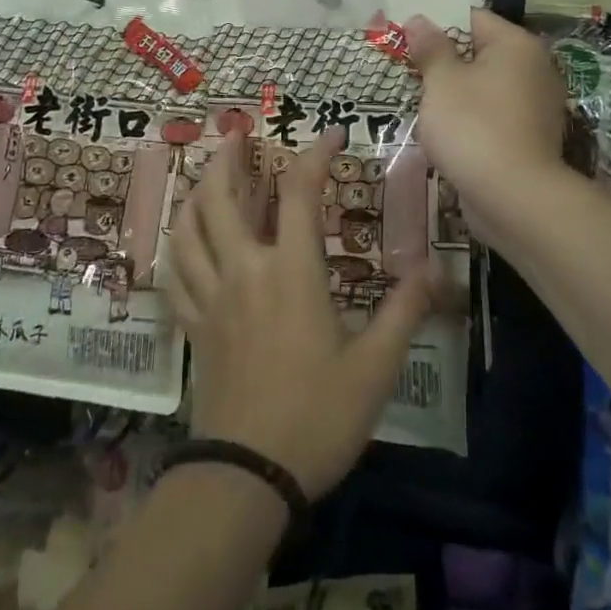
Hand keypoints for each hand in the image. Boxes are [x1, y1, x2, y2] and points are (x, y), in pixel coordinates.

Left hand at [167, 127, 438, 499]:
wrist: (248, 476)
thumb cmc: (317, 416)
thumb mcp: (375, 367)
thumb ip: (404, 311)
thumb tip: (434, 270)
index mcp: (291, 271)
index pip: (299, 191)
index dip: (316, 153)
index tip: (333, 133)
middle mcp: (245, 270)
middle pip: (222, 197)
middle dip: (227, 158)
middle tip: (235, 133)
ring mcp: (212, 297)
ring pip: (190, 229)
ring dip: (197, 193)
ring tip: (207, 175)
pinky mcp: (195, 326)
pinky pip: (176, 273)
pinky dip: (178, 246)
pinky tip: (185, 241)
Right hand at [404, 9, 568, 217]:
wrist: (515, 198)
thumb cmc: (473, 126)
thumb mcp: (442, 82)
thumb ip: (430, 48)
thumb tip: (419, 19)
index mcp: (516, 45)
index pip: (472, 18)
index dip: (437, 24)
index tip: (407, 39)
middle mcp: (535, 68)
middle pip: (480, 52)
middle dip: (444, 60)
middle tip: (408, 71)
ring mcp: (537, 105)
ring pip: (486, 86)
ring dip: (456, 92)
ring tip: (422, 103)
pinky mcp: (532, 137)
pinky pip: (494, 114)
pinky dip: (472, 118)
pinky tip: (447, 132)